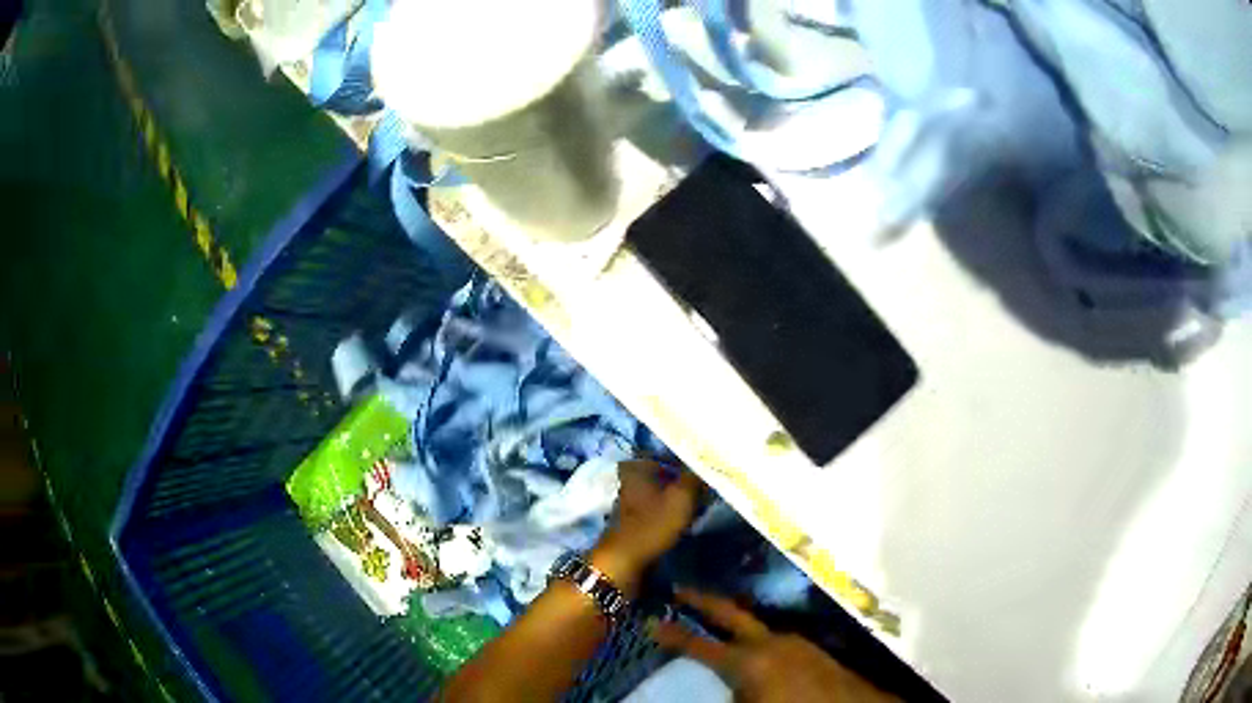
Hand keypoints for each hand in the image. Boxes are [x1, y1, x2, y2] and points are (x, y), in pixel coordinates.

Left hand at [589, 459, 704, 592]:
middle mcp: (631, 479)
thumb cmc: (653, 524)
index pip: (668, 453)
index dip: (688, 459)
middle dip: (685, 479)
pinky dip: (672, 510)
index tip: (706, 467)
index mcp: (637, 467)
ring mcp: (631, 500)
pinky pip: (659, 507)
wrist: (626, 560)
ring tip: (701, 503)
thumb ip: (695, 477)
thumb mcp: (681, 497)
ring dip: (680, 496)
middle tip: (707, 486)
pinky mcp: (636, 519)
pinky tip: (687, 517)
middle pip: (665, 472)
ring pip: (663, 490)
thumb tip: (705, 464)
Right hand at [652, 590, 899, 702]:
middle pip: (730, 615)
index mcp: (749, 662)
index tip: (651, 621)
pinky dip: (758, 636)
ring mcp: (796, 642)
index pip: (699, 645)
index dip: (673, 634)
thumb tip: (715, 688)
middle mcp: (771, 642)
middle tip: (679, 588)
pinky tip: (758, 645)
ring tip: (715, 617)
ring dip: (733, 620)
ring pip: (757, 625)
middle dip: (703, 601)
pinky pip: (777, 636)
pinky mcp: (813, 649)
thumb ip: (729, 694)